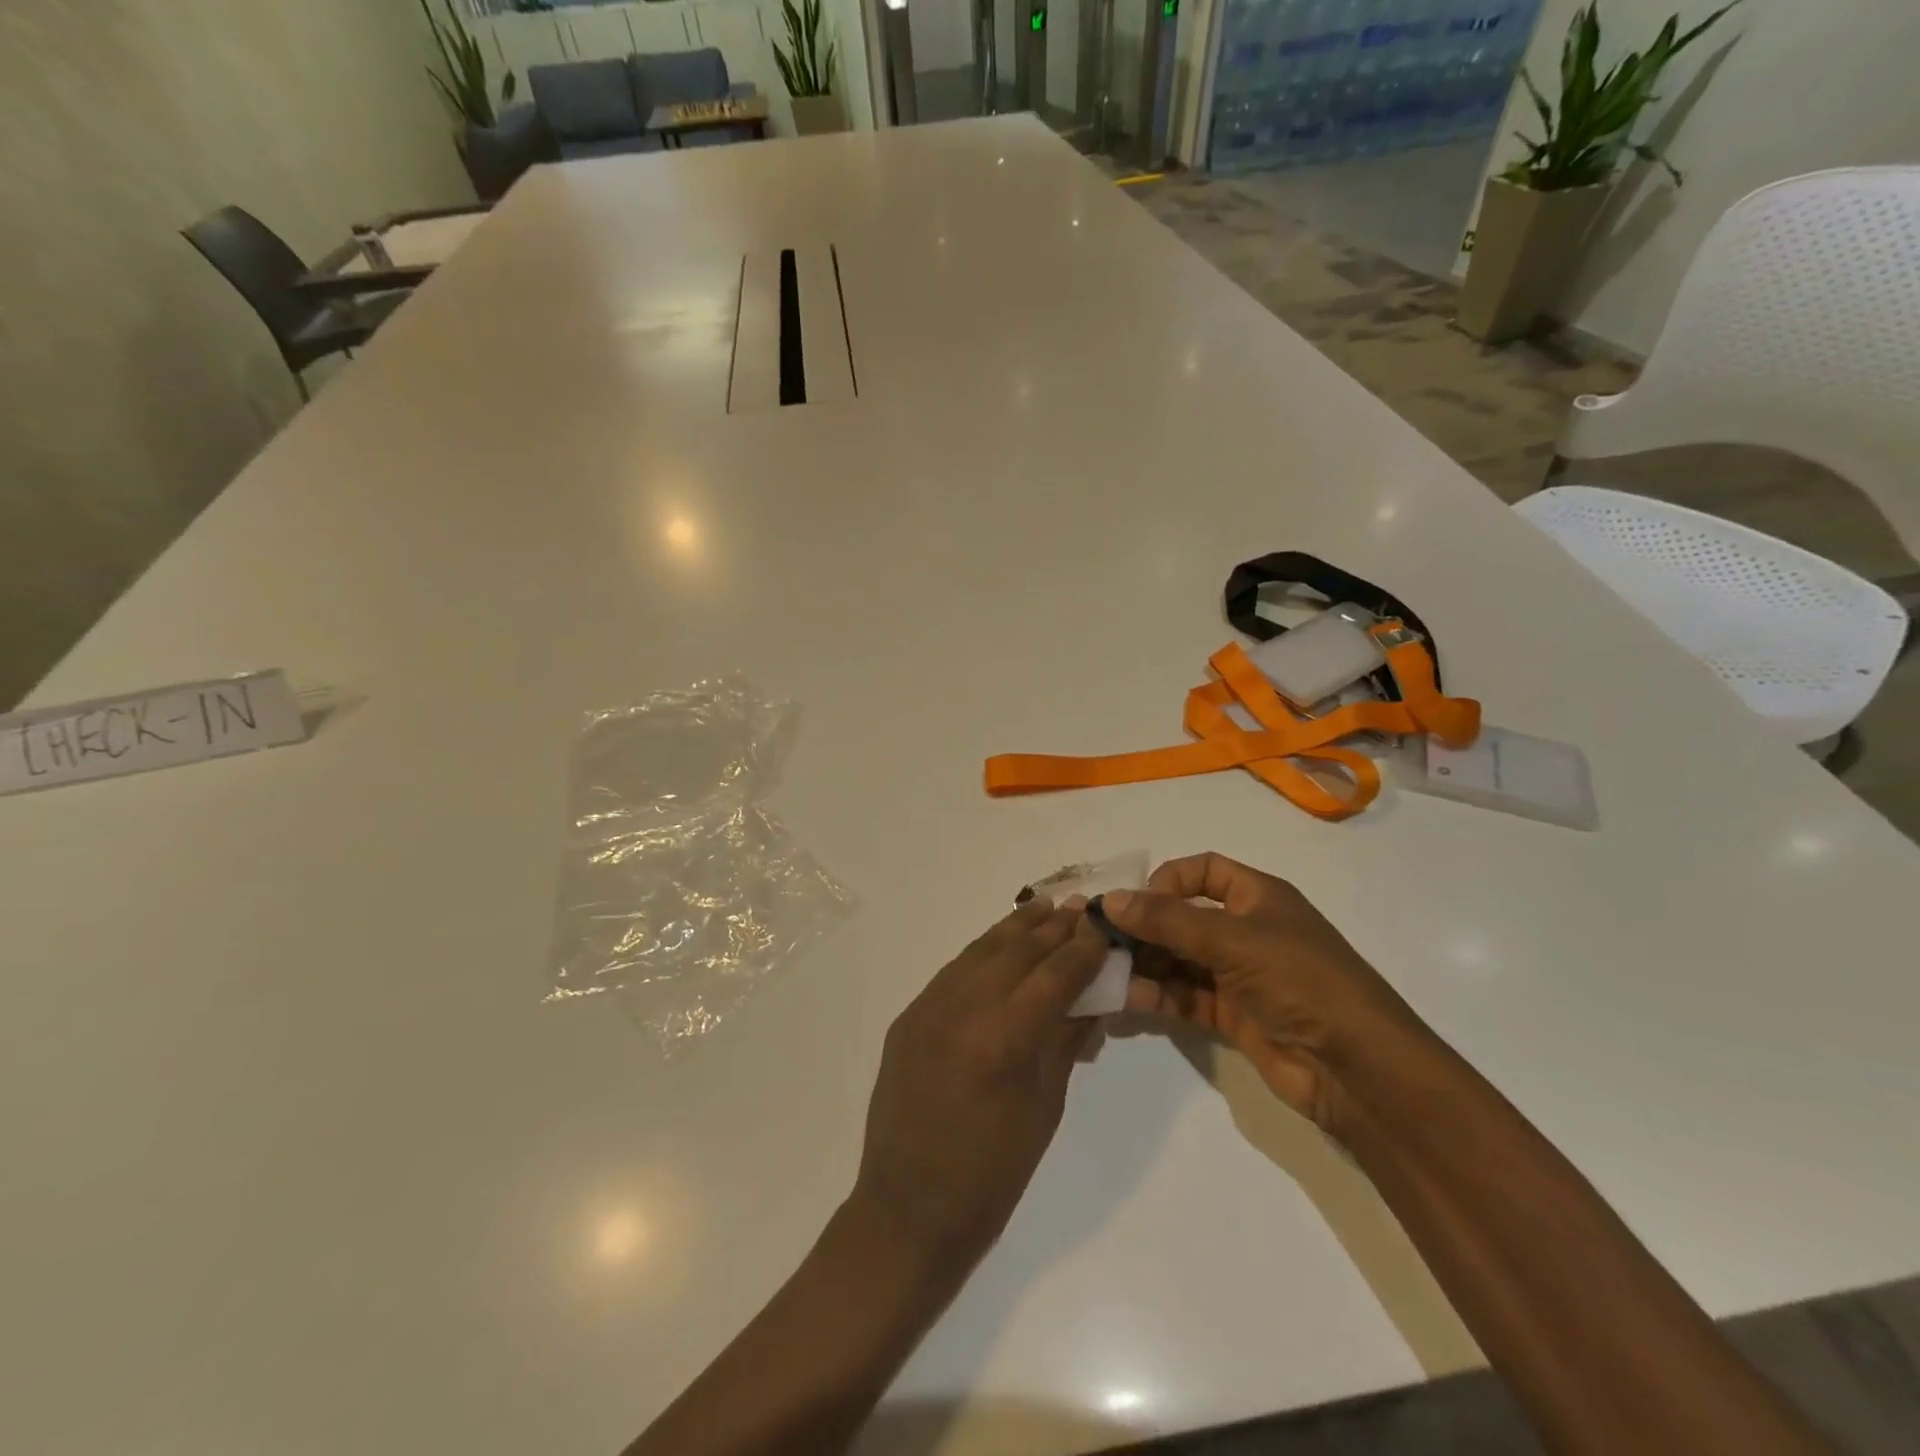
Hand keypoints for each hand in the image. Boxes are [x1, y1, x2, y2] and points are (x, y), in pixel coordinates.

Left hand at [851, 898, 1108, 1273]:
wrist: (908, 1210)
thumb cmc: (992, 1176)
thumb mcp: (1044, 1109)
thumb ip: (1066, 1042)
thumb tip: (1094, 998)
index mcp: (1003, 1041)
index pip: (1054, 977)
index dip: (1084, 949)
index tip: (1104, 927)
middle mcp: (962, 1010)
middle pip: (1017, 952)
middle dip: (1053, 928)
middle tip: (1080, 909)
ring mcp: (928, 1009)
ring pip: (981, 951)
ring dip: (1016, 929)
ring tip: (1044, 908)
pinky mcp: (909, 1016)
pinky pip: (953, 971)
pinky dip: (982, 952)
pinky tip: (1000, 944)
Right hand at [1105, 853, 1425, 1133]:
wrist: (1358, 1069)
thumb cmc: (1300, 981)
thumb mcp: (1233, 940)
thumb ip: (1168, 920)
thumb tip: (1110, 899)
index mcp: (1258, 897)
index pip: (1203, 870)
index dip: (1167, 880)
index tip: (1136, 903)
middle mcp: (1246, 930)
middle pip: (1184, 917)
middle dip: (1144, 927)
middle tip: (1102, 941)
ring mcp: (1239, 975)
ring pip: (1180, 960)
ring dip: (1145, 964)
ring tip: (1107, 973)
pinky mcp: (1233, 1016)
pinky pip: (1185, 997)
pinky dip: (1157, 996)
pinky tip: (1128, 1000)